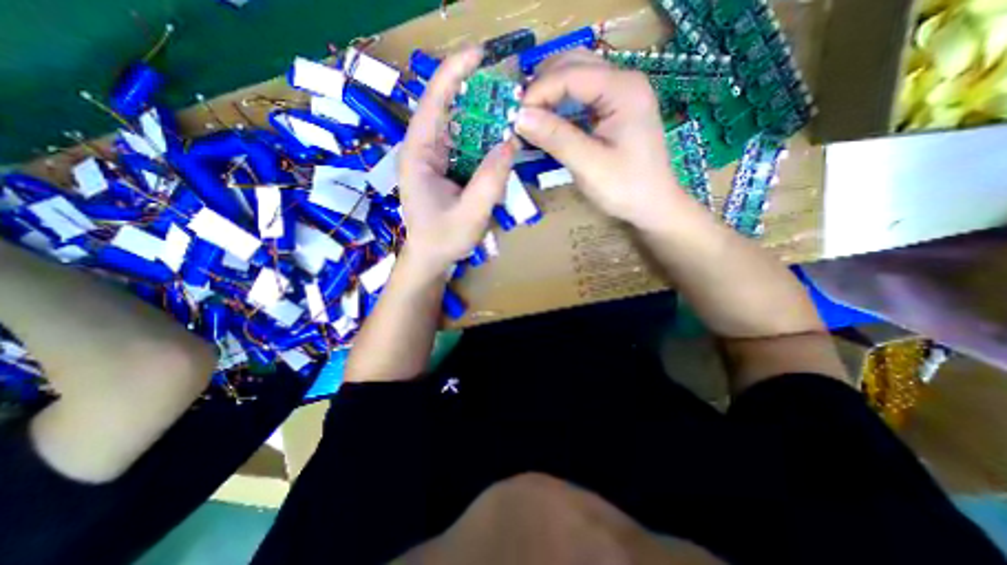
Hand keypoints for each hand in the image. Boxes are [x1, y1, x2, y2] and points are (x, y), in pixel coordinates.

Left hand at [398, 47, 513, 279]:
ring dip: (483, 119)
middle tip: (507, 89)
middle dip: (476, 95)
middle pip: (448, 110)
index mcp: (418, 155)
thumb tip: (510, 142)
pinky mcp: (444, 170)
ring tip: (509, 113)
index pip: (435, 102)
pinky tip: (499, 142)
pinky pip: (465, 147)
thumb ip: (490, 180)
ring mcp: (434, 160)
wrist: (431, 258)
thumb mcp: (470, 214)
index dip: (455, 74)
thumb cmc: (443, 240)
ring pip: (459, 128)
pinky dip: (483, 141)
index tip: (481, 55)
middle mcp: (423, 150)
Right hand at [515, 49, 697, 228]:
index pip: (570, 74)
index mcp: (622, 89)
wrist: (653, 206)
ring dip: (549, 94)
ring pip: (575, 78)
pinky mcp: (614, 109)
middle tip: (519, 117)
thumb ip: (555, 137)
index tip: (514, 118)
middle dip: (542, 87)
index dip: (538, 92)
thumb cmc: (625, 188)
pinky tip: (548, 122)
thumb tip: (519, 117)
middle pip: (573, 65)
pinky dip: (560, 106)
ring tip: (529, 119)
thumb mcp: (588, 165)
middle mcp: (623, 81)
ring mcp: (620, 94)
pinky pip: (581, 97)